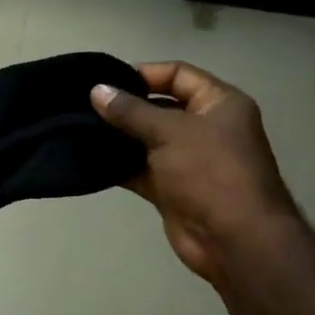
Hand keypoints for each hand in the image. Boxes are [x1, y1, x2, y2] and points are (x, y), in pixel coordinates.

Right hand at [91, 62, 298, 284]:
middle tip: (86, 106)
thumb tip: (97, 91)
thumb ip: (131, 111)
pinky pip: (141, 169)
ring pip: (148, 140)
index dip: (144, 74)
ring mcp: (189, 160)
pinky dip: (120, 165)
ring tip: (80, 129)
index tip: (106, 82)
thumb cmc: (210, 172)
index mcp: (219, 104)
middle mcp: (206, 128)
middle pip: (160, 107)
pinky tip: (89, 159)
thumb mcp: (170, 132)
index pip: (178, 75)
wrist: (234, 240)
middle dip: (126, 107)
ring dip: (119, 137)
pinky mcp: (173, 189)